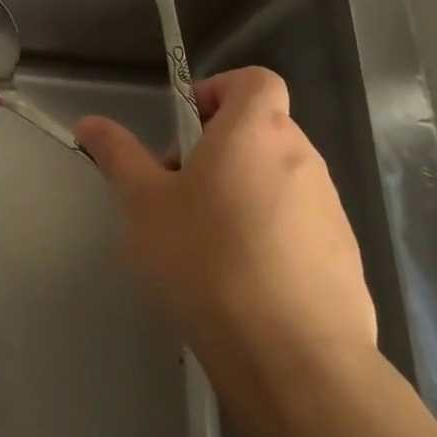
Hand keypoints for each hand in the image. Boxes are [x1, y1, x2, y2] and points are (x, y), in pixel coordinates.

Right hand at [76, 67, 376, 389]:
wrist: (292, 356)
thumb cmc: (206, 259)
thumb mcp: (144, 203)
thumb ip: (118, 155)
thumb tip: (90, 122)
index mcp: (256, 132)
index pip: (254, 80)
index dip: (219, 91)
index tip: (186, 130)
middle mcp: (303, 158)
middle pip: (262, 131)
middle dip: (218, 150)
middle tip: (179, 193)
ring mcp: (331, 208)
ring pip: (279, 179)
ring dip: (243, 192)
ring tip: (206, 243)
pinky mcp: (345, 255)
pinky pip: (300, 224)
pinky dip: (271, 234)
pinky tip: (242, 280)